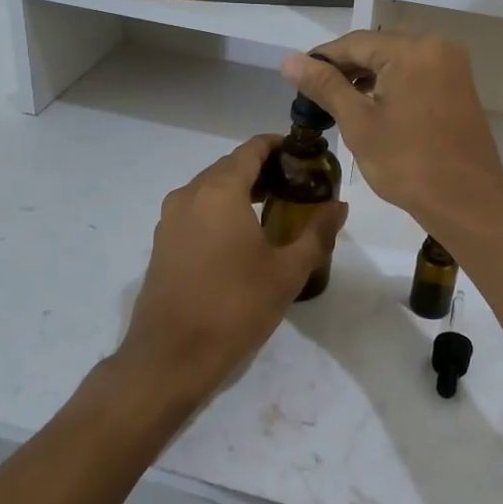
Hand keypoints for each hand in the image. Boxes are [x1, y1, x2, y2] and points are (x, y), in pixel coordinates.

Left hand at [120, 135, 346, 403]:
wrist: (171, 357)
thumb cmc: (235, 307)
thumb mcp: (287, 272)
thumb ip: (316, 233)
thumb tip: (340, 206)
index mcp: (219, 191)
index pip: (252, 149)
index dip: (279, 146)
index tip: (305, 157)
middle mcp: (189, 194)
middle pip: (230, 166)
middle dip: (264, 170)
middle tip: (298, 186)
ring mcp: (170, 219)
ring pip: (211, 189)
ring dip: (241, 191)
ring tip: (275, 209)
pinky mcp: (162, 243)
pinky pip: (196, 211)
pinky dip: (221, 210)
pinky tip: (242, 237)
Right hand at [282, 32, 502, 246]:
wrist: (466, 201)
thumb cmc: (408, 162)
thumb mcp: (359, 122)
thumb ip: (325, 86)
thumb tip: (290, 61)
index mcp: (413, 49)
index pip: (355, 42)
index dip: (322, 59)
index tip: (296, 79)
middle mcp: (437, 47)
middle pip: (378, 49)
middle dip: (345, 69)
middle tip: (314, 96)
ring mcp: (453, 68)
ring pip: (397, 63)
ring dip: (367, 79)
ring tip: (337, 104)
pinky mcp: (459, 88)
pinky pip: (416, 76)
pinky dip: (391, 87)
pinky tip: (371, 108)